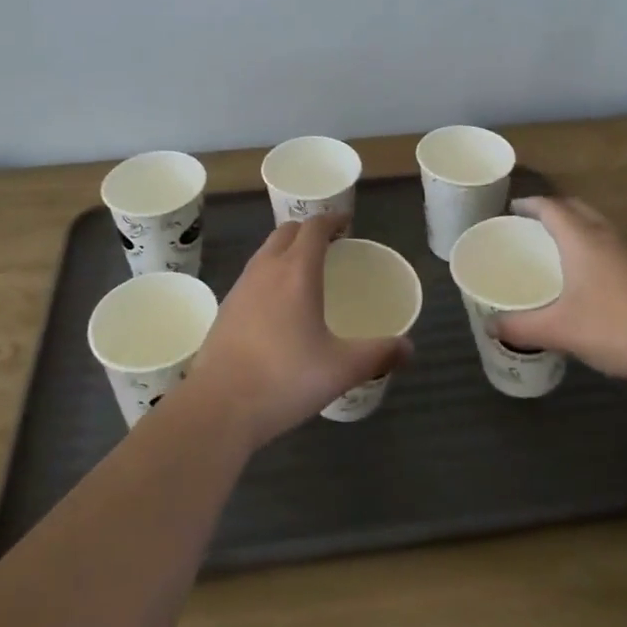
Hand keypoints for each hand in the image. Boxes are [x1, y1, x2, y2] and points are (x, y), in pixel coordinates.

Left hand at [184, 215, 411, 449]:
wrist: (218, 406)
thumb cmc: (284, 379)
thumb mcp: (341, 369)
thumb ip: (378, 354)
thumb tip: (409, 348)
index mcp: (296, 271)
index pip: (314, 227)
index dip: (332, 219)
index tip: (347, 223)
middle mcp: (266, 269)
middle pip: (286, 232)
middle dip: (309, 231)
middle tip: (330, 246)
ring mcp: (240, 287)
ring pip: (266, 252)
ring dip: (286, 251)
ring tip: (305, 273)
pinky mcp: (225, 309)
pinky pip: (252, 276)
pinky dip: (269, 274)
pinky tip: (278, 306)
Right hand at [495, 196, 626, 383]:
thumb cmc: (614, 326)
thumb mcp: (560, 330)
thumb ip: (522, 327)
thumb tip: (491, 327)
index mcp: (581, 239)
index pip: (551, 207)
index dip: (530, 204)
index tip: (513, 209)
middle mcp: (607, 236)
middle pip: (577, 208)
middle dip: (554, 210)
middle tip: (533, 224)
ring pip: (599, 225)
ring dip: (578, 226)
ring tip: (560, 246)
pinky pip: (614, 245)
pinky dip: (596, 246)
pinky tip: (592, 275)